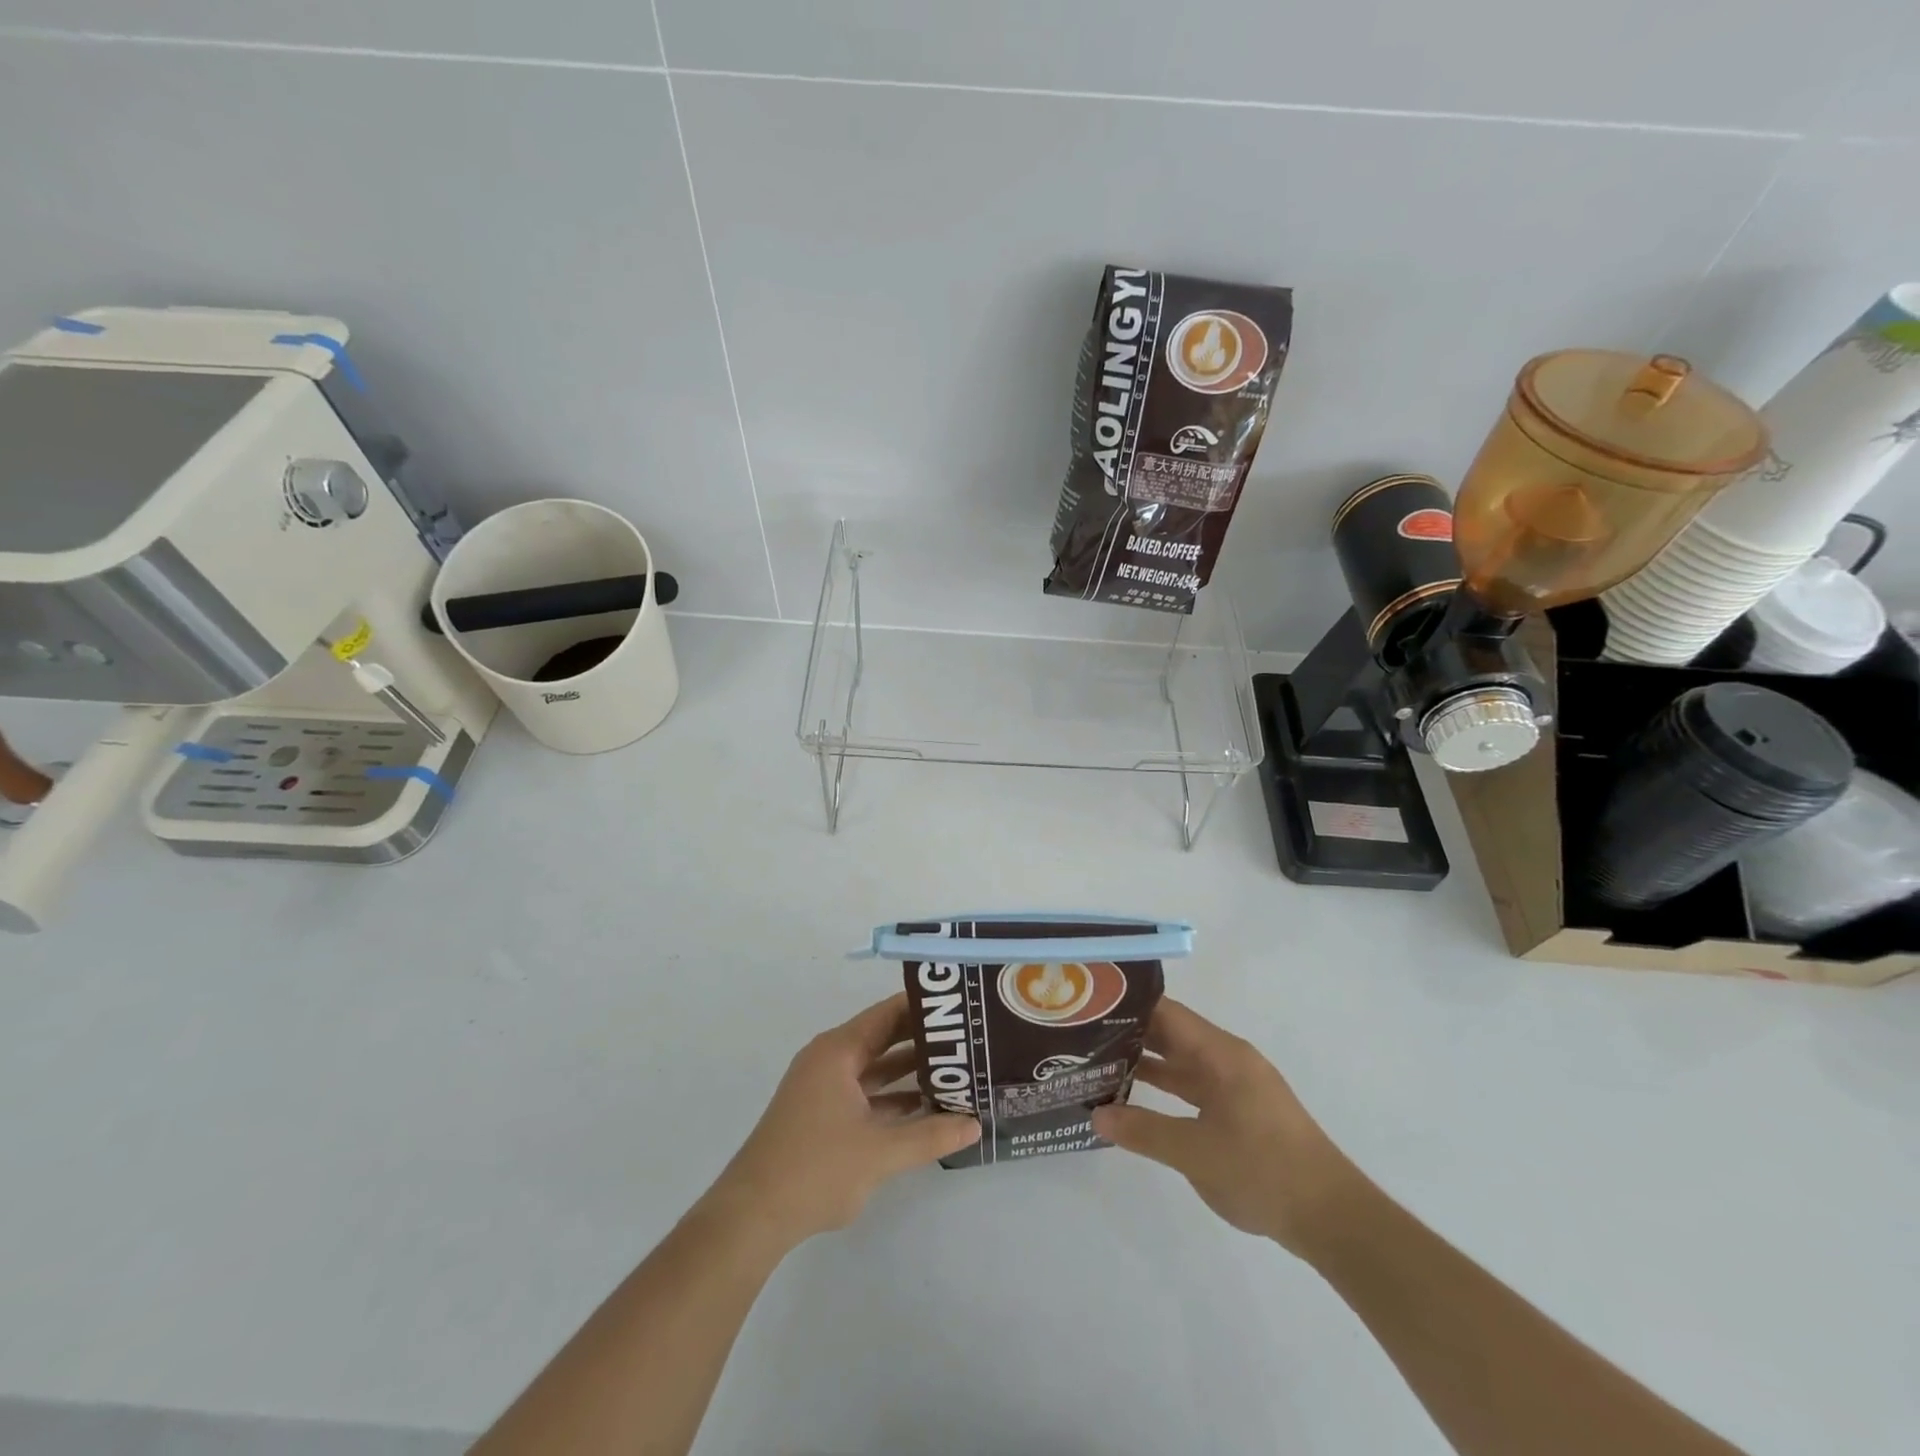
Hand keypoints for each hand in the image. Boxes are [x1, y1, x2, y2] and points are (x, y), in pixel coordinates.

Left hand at [702, 994, 979, 1252]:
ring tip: (955, 1071)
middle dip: (923, 1040)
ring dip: (910, 1072)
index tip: (961, 1006)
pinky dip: (893, 1099)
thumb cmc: (815, 1169)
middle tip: (967, 1039)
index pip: (888, 1014)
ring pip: (876, 1069)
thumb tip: (975, 1123)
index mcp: (838, 1051)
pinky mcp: (823, 1116)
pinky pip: (866, 1094)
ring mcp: (824, 1089)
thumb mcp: (880, 1153)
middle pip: (883, 1039)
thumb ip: (930, 1136)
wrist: (752, 1216)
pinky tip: (926, 1109)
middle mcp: (830, 1060)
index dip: (924, 1008)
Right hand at [1091, 998, 1353, 1256]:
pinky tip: (1136, 1102)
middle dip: (1130, 1034)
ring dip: (1146, 1064)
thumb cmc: (1263, 1171)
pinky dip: (1166, 1090)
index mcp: (1221, 1054)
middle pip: (1172, 1035)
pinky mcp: (1241, 1113)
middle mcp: (1229, 1060)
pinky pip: (1194, 1088)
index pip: (1167, 1013)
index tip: (1090, 1006)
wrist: (1332, 1218)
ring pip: (1182, 1063)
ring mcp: (1237, 1087)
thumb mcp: (1195, 1152)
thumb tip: (1096, 1115)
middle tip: (1083, 1037)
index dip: (1129, 1006)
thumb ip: (1143, 1131)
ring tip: (1099, 1065)